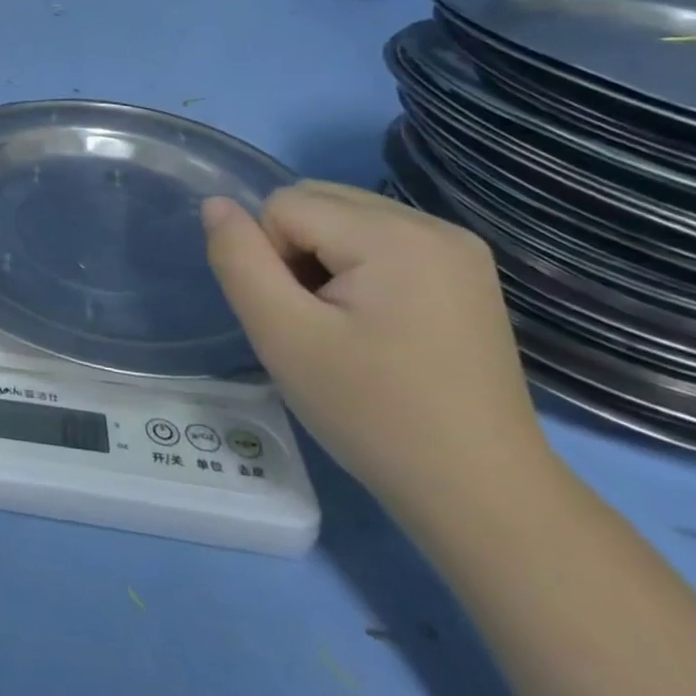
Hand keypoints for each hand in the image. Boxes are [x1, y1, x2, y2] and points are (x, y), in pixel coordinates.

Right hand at [201, 181, 545, 515]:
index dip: (270, 259)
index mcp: (395, 235)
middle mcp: (433, 225)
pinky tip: (374, 323)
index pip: (284, 206)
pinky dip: (354, 268)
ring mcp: (457, 247)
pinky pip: (376, 239)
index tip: (301, 320)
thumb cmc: (372, 413)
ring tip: (345, 325)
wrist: (480, 493)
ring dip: (321, 260)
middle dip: (295, 253)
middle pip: (316, 201)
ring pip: (342, 218)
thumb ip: (239, 259)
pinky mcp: (464, 272)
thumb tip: (216, 204)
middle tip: (319, 323)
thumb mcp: (282, 336)